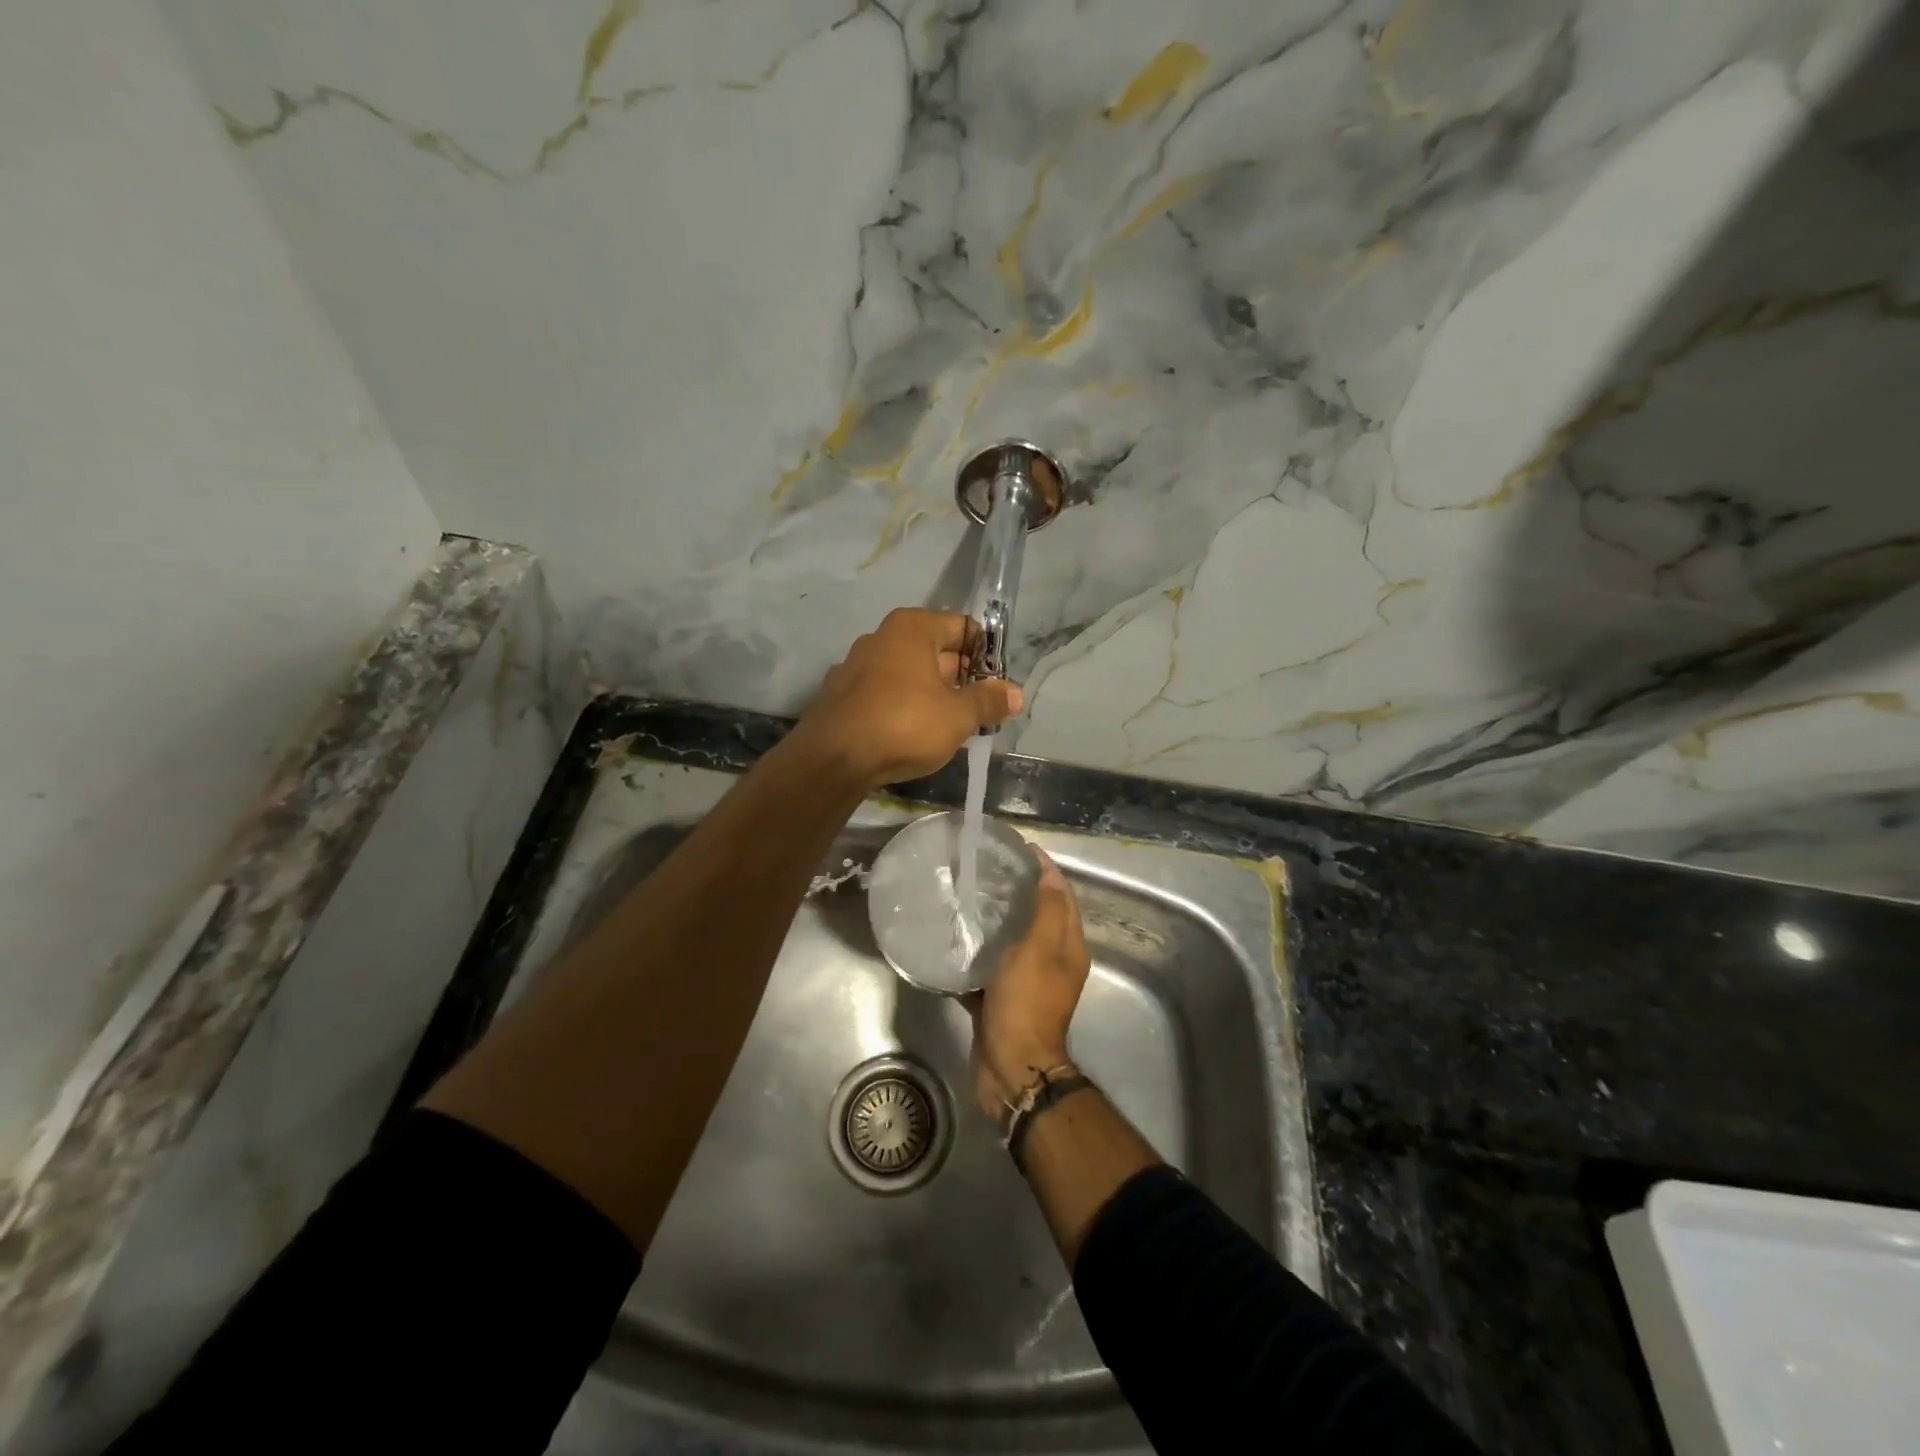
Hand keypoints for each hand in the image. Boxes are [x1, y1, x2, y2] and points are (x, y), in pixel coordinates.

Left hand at [796, 608, 1023, 788]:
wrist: (833, 759)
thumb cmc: (904, 724)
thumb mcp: (958, 715)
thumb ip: (989, 701)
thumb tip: (1017, 693)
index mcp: (912, 627)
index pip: (963, 627)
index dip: (986, 656)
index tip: (998, 687)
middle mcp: (882, 636)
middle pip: (936, 651)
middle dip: (961, 680)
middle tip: (980, 712)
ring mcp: (856, 665)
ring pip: (909, 675)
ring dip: (933, 696)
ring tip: (950, 728)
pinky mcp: (841, 695)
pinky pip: (885, 694)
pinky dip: (903, 708)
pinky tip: (911, 736)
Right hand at [969, 850, 1089, 1122]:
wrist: (1010, 1067)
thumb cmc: (1027, 1002)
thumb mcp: (1041, 949)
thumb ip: (1047, 910)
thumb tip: (1047, 874)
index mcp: (1067, 948)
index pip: (1061, 896)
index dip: (1045, 870)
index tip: (1018, 849)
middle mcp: (1052, 963)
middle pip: (1038, 917)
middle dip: (1018, 892)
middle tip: (987, 871)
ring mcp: (1026, 983)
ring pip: (1012, 942)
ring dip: (994, 922)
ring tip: (967, 898)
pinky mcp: (1001, 1000)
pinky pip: (989, 969)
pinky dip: (975, 954)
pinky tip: (952, 941)